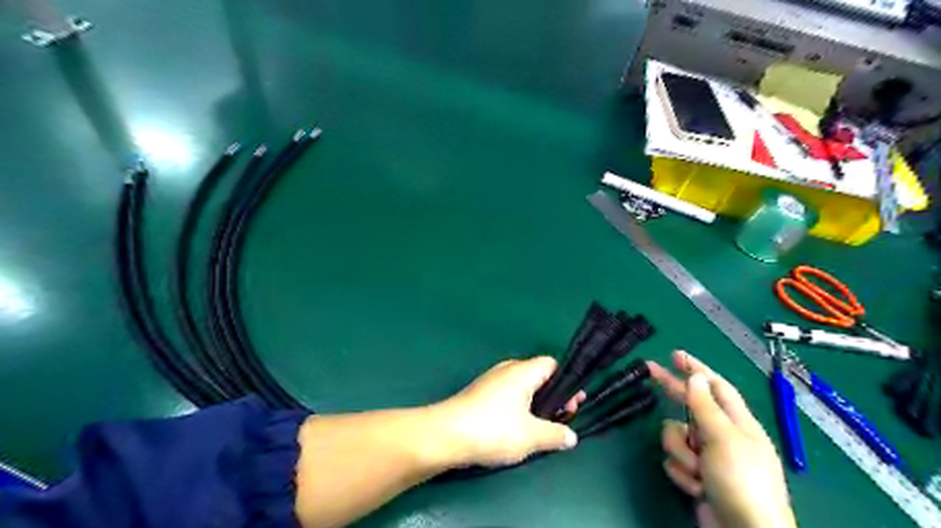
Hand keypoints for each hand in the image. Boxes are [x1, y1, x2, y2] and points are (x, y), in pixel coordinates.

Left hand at [431, 359, 582, 464]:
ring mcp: (491, 381)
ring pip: (522, 387)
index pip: (552, 364)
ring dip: (536, 404)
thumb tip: (571, 436)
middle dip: (553, 396)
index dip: (566, 383)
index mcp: (522, 371)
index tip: (572, 406)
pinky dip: (519, 408)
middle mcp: (507, 370)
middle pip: (538, 375)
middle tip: (561, 418)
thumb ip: (556, 434)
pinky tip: (518, 429)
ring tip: (541, 428)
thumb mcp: (531, 436)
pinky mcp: (480, 394)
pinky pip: (508, 395)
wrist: (446, 435)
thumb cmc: (493, 430)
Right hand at [653, 350, 796, 527]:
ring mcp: (708, 457)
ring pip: (677, 436)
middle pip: (692, 404)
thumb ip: (705, 406)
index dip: (695, 369)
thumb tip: (696, 376)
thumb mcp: (723, 438)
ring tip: (697, 471)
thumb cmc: (740, 481)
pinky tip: (697, 488)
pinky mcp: (697, 476)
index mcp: (737, 422)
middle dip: (672, 391)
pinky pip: (676, 462)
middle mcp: (722, 436)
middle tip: (650, 371)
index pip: (715, 386)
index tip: (674, 355)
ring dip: (682, 453)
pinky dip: (683, 474)